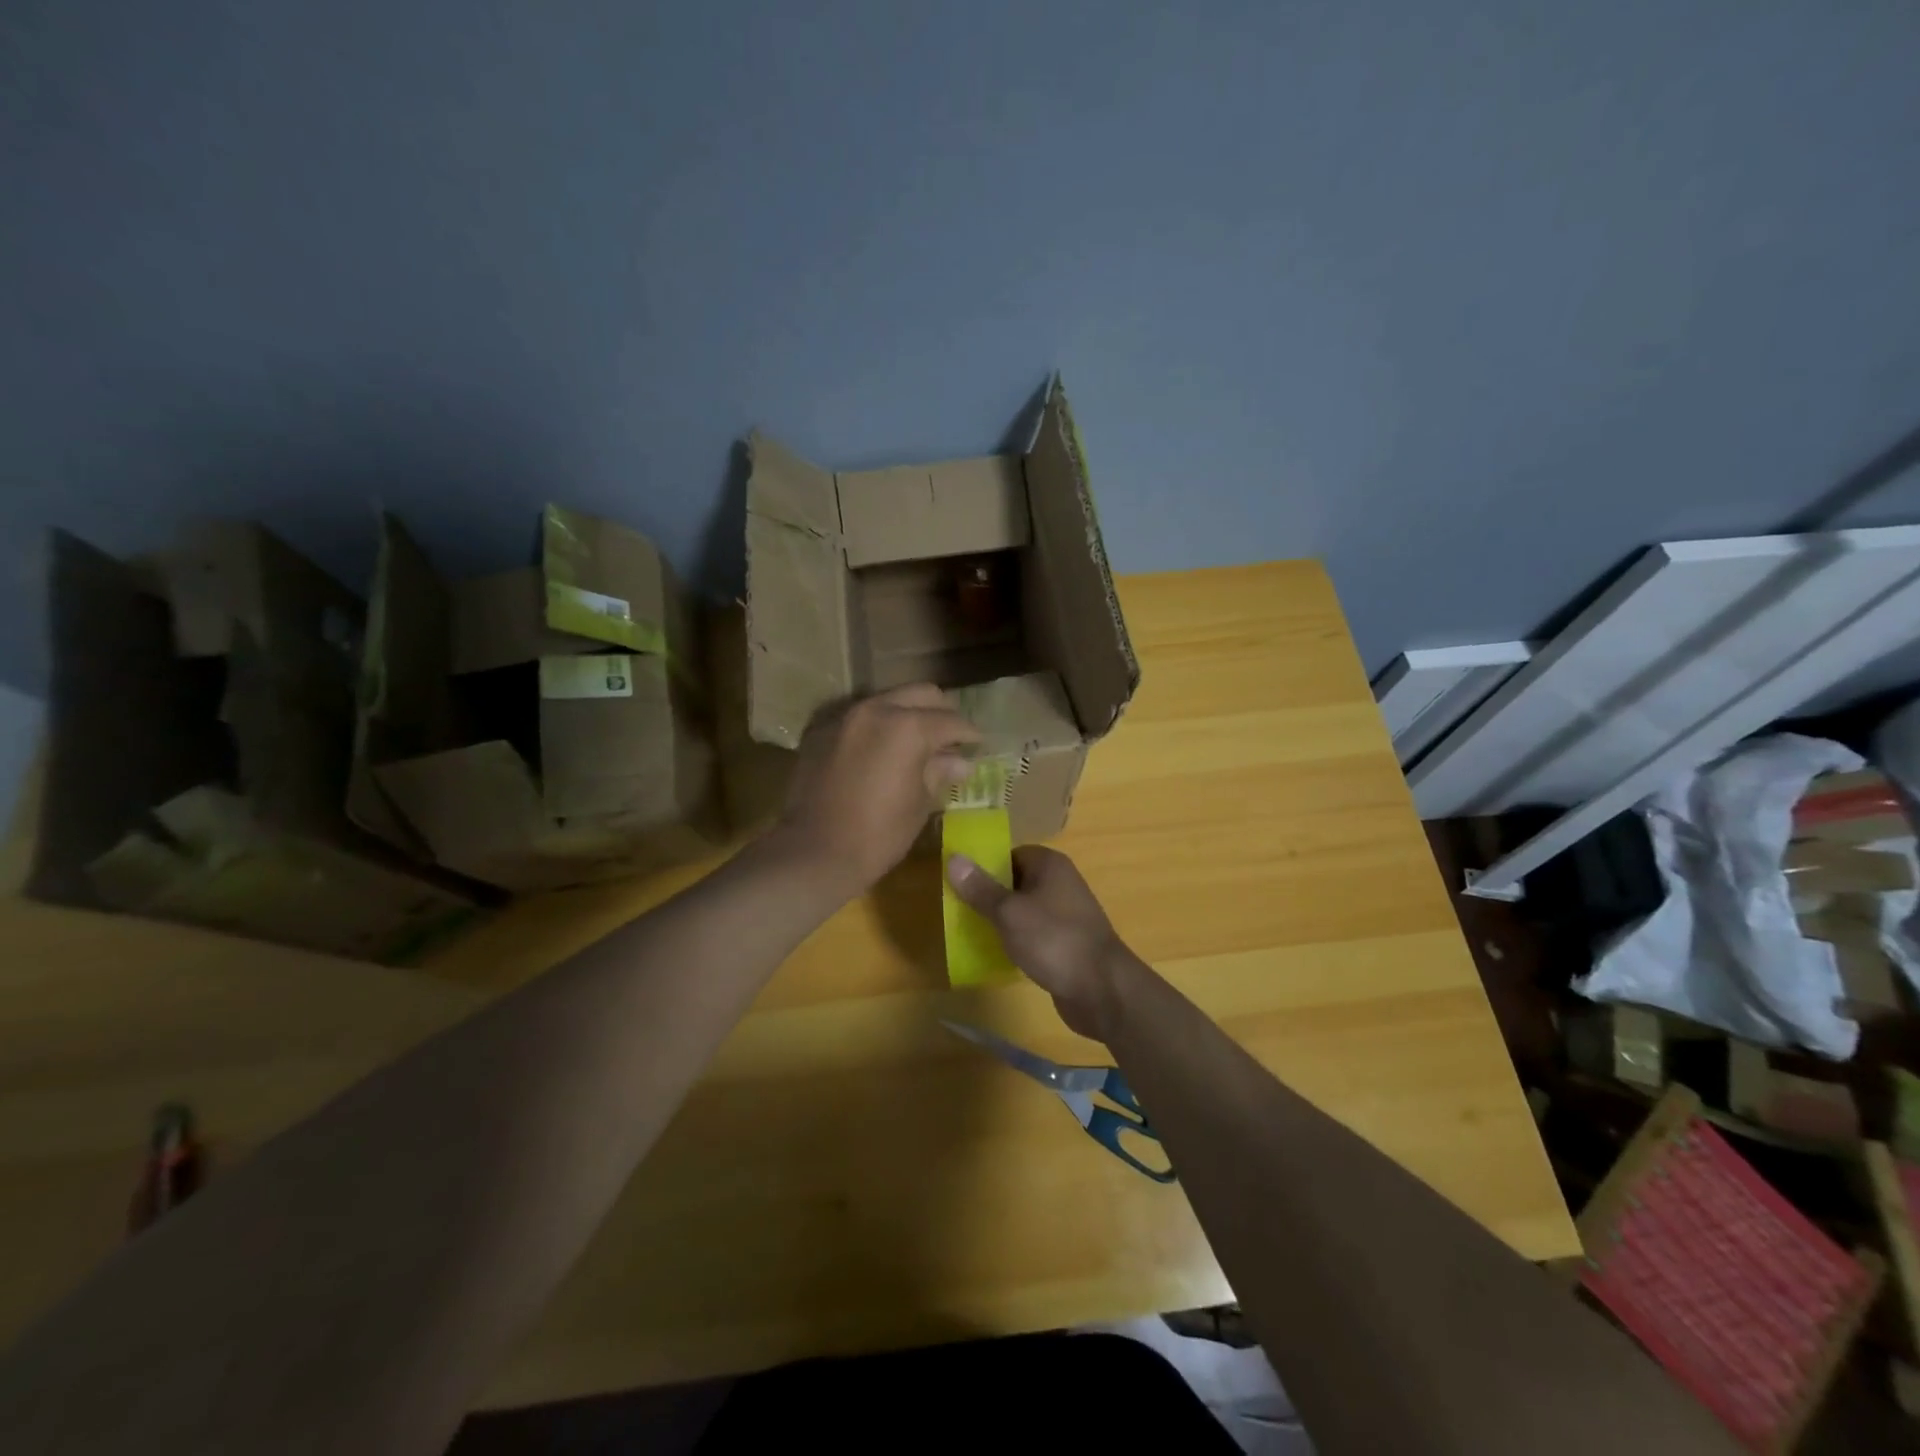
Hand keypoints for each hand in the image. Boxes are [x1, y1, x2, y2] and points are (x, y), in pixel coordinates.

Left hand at [777, 684, 980, 892]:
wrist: (814, 852)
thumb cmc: (879, 834)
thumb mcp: (919, 804)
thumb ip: (939, 772)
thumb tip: (960, 762)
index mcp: (908, 727)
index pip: (951, 720)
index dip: (970, 733)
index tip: (979, 744)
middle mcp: (876, 709)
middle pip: (921, 694)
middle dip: (940, 711)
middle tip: (950, 737)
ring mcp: (845, 716)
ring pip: (888, 700)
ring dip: (907, 714)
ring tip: (917, 742)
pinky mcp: (821, 731)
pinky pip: (859, 717)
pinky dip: (877, 727)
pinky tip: (882, 750)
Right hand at [946, 846, 1128, 1040]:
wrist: (1102, 989)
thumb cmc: (1054, 940)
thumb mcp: (1010, 913)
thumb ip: (980, 888)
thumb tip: (953, 858)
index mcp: (1049, 865)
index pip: (1009, 854)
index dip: (984, 866)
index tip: (958, 883)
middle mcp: (1060, 883)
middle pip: (1015, 882)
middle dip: (988, 896)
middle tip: (957, 910)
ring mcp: (1065, 914)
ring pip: (1023, 910)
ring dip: (1001, 921)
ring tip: (970, 932)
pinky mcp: (1065, 943)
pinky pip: (1033, 934)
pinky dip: (1016, 941)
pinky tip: (996, 954)